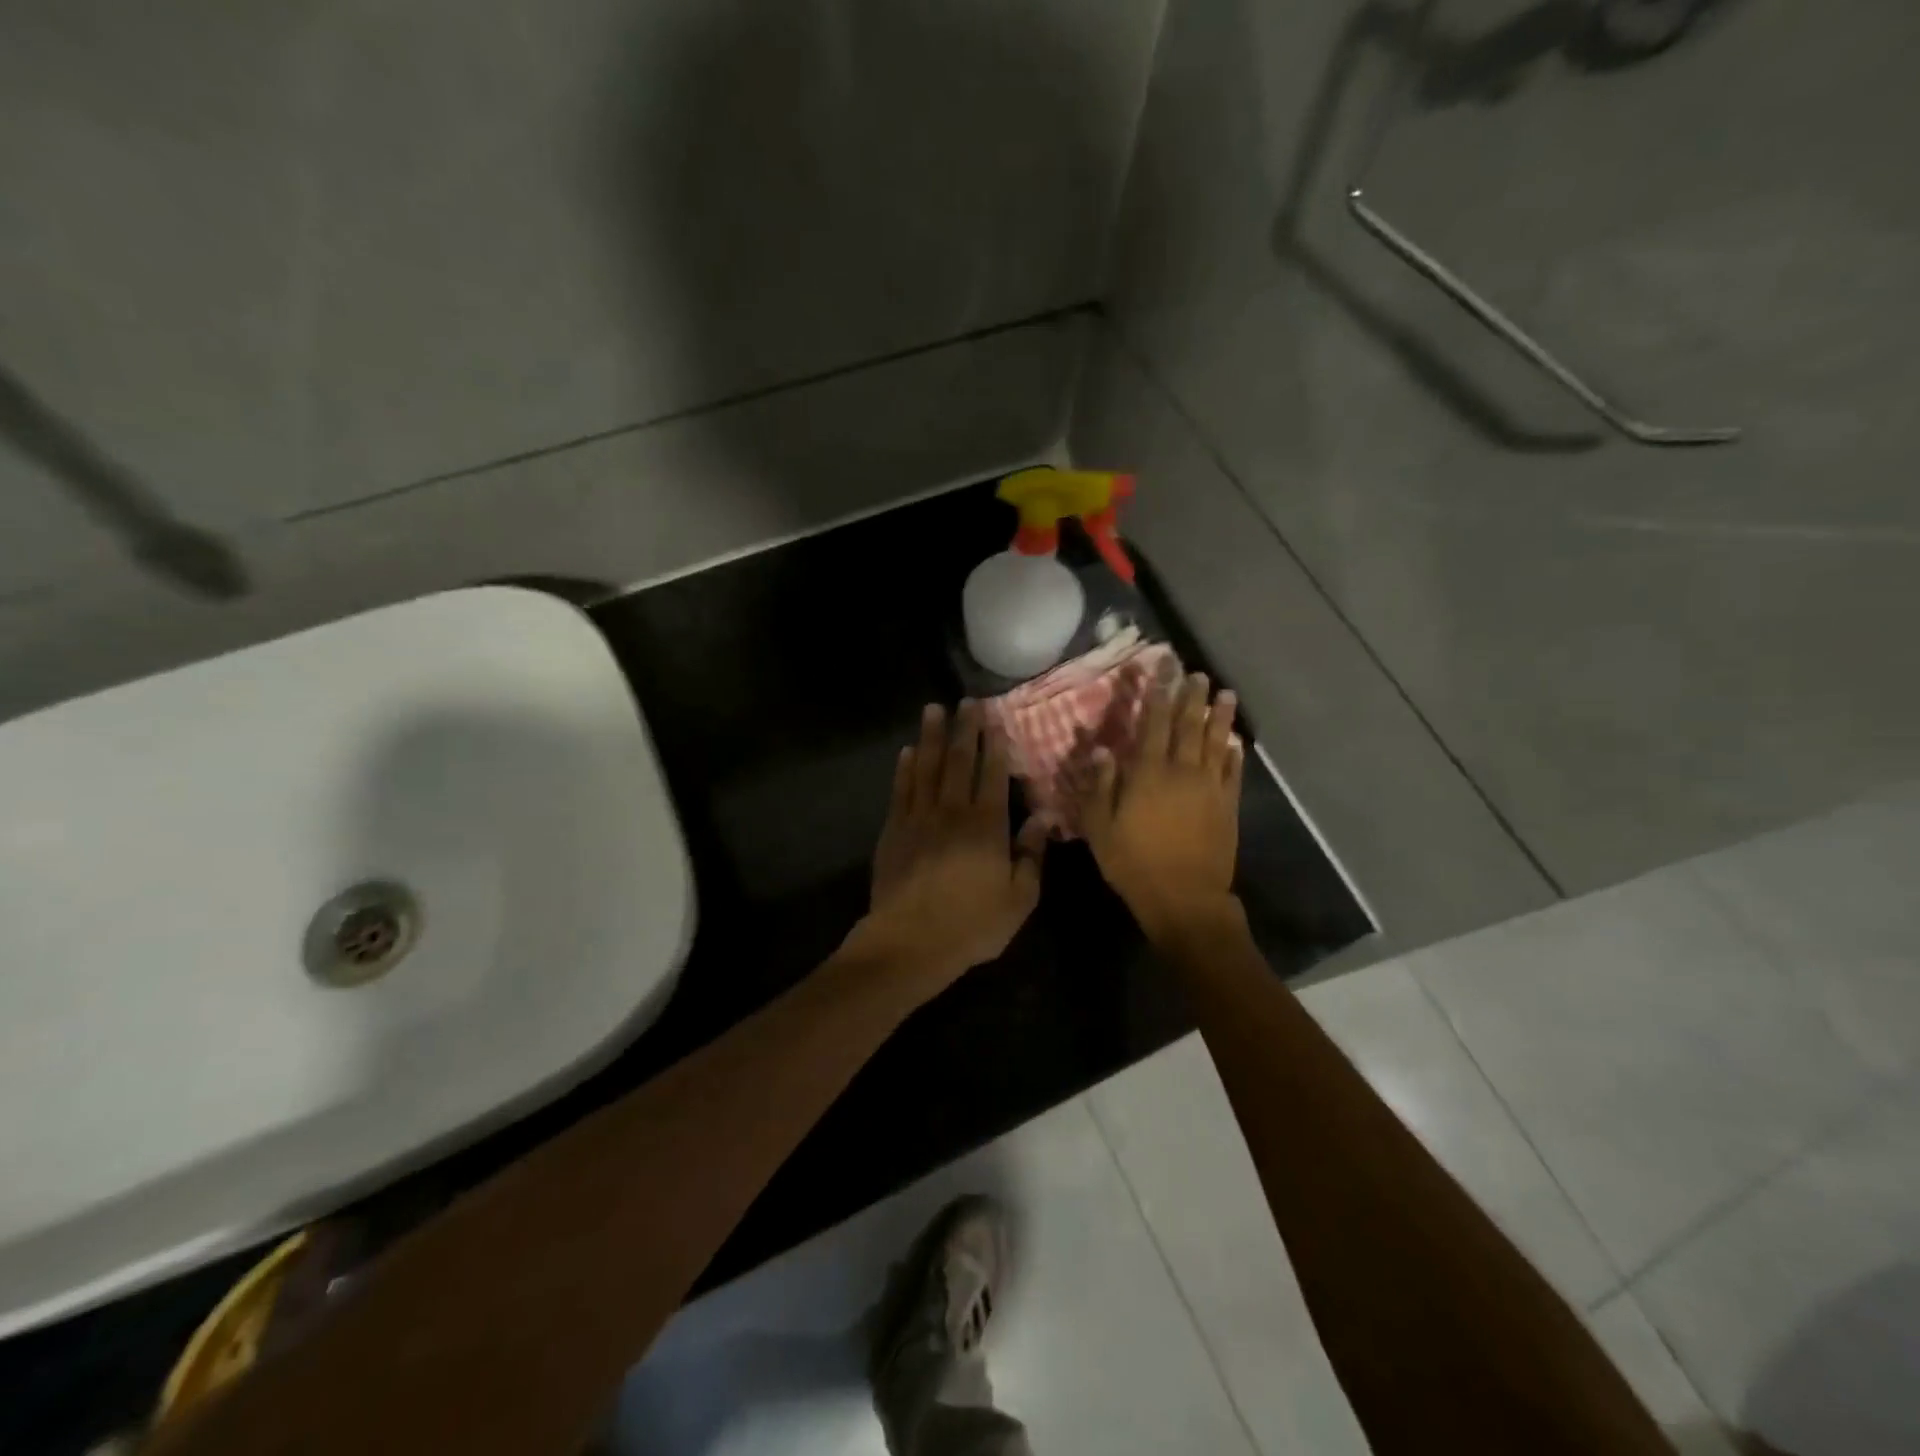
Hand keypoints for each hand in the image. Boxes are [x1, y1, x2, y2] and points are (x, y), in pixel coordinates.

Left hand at [858, 700, 1047, 991]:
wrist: (911, 941)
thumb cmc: (972, 924)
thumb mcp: (1019, 899)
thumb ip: (1031, 855)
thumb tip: (1043, 817)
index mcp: (987, 826)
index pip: (993, 775)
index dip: (994, 746)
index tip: (995, 720)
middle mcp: (953, 812)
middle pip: (959, 762)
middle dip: (964, 730)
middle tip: (966, 702)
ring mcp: (919, 818)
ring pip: (927, 768)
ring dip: (932, 737)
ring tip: (933, 710)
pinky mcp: (894, 830)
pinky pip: (901, 790)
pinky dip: (906, 768)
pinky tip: (909, 751)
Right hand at [1078, 672, 1244, 943]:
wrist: (1184, 898)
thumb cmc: (1133, 863)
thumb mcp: (1100, 827)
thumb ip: (1100, 785)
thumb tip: (1101, 749)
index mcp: (1148, 773)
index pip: (1153, 723)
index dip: (1156, 693)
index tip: (1161, 669)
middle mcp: (1182, 771)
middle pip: (1188, 725)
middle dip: (1190, 696)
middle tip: (1196, 672)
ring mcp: (1209, 787)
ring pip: (1216, 742)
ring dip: (1220, 716)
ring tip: (1225, 693)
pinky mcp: (1227, 806)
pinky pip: (1232, 772)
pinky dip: (1234, 753)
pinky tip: (1236, 741)